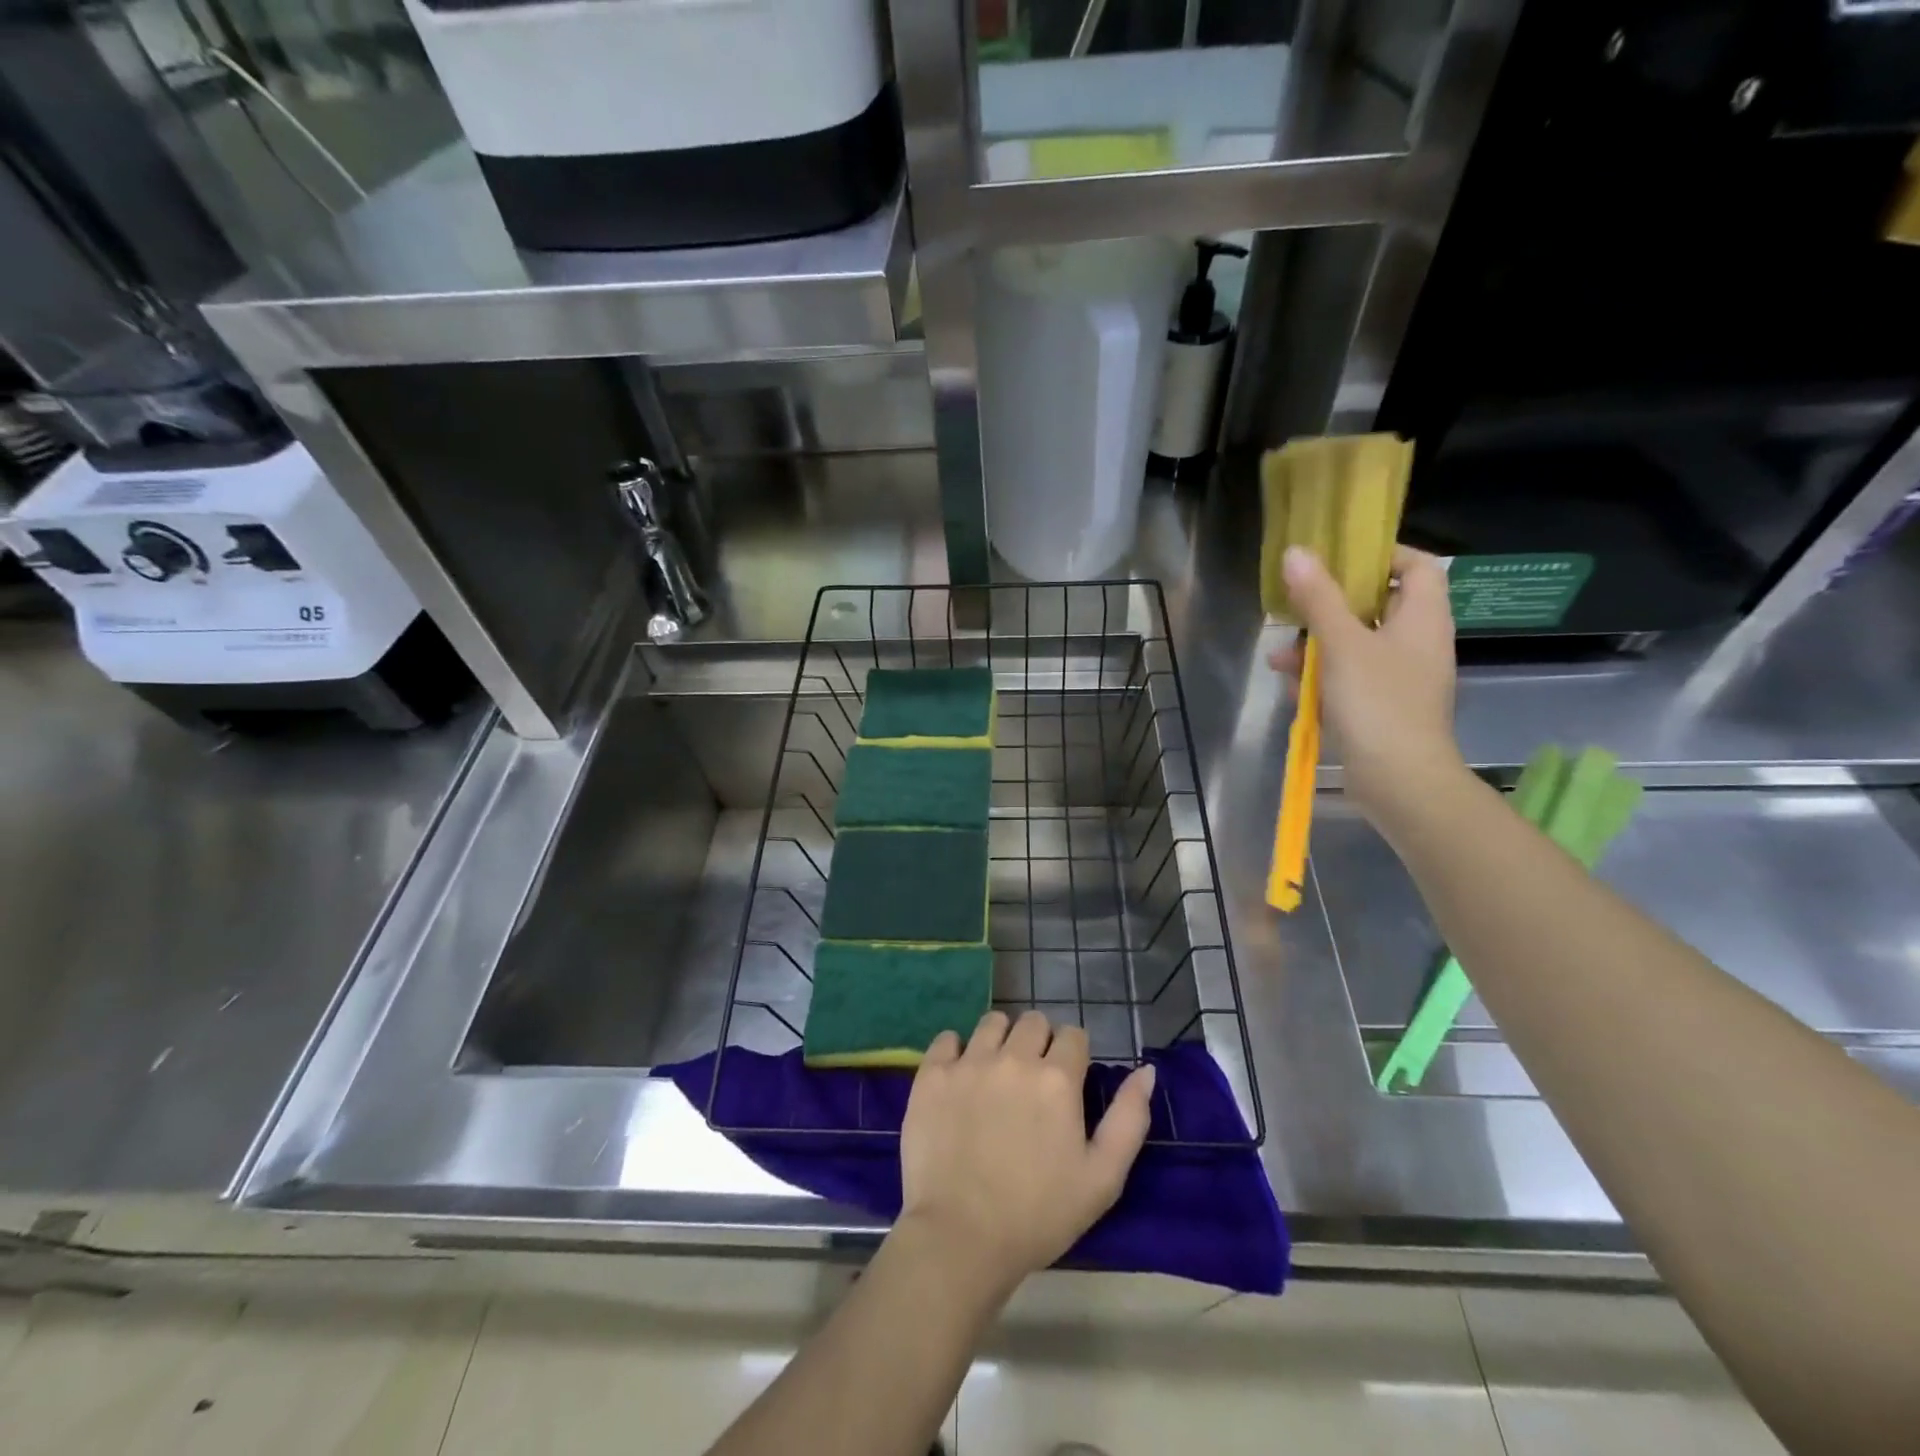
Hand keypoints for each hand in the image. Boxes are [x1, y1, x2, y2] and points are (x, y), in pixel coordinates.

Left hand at [898, 1010, 1155, 1292]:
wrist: (961, 1238)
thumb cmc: (1039, 1215)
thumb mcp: (1103, 1178)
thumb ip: (1129, 1118)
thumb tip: (1145, 1070)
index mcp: (1057, 1078)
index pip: (1073, 1035)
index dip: (1073, 1055)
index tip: (1067, 1081)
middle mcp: (1014, 1058)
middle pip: (1033, 1022)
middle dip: (1039, 1042)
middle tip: (1032, 1081)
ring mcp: (969, 1062)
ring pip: (992, 1023)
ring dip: (1000, 1039)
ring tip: (996, 1075)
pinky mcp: (932, 1075)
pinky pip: (947, 1038)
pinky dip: (956, 1050)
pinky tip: (960, 1079)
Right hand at [1268, 544, 1464, 830]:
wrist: (1399, 780)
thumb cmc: (1377, 703)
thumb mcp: (1341, 644)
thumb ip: (1318, 598)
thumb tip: (1297, 552)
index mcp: (1423, 618)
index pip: (1417, 566)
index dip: (1383, 554)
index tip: (1339, 557)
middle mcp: (1417, 643)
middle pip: (1378, 606)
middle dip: (1331, 606)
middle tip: (1296, 605)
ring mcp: (1401, 678)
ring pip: (1357, 645)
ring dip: (1318, 646)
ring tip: (1279, 657)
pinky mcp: (1382, 707)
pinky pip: (1351, 679)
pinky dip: (1324, 678)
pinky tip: (1292, 687)